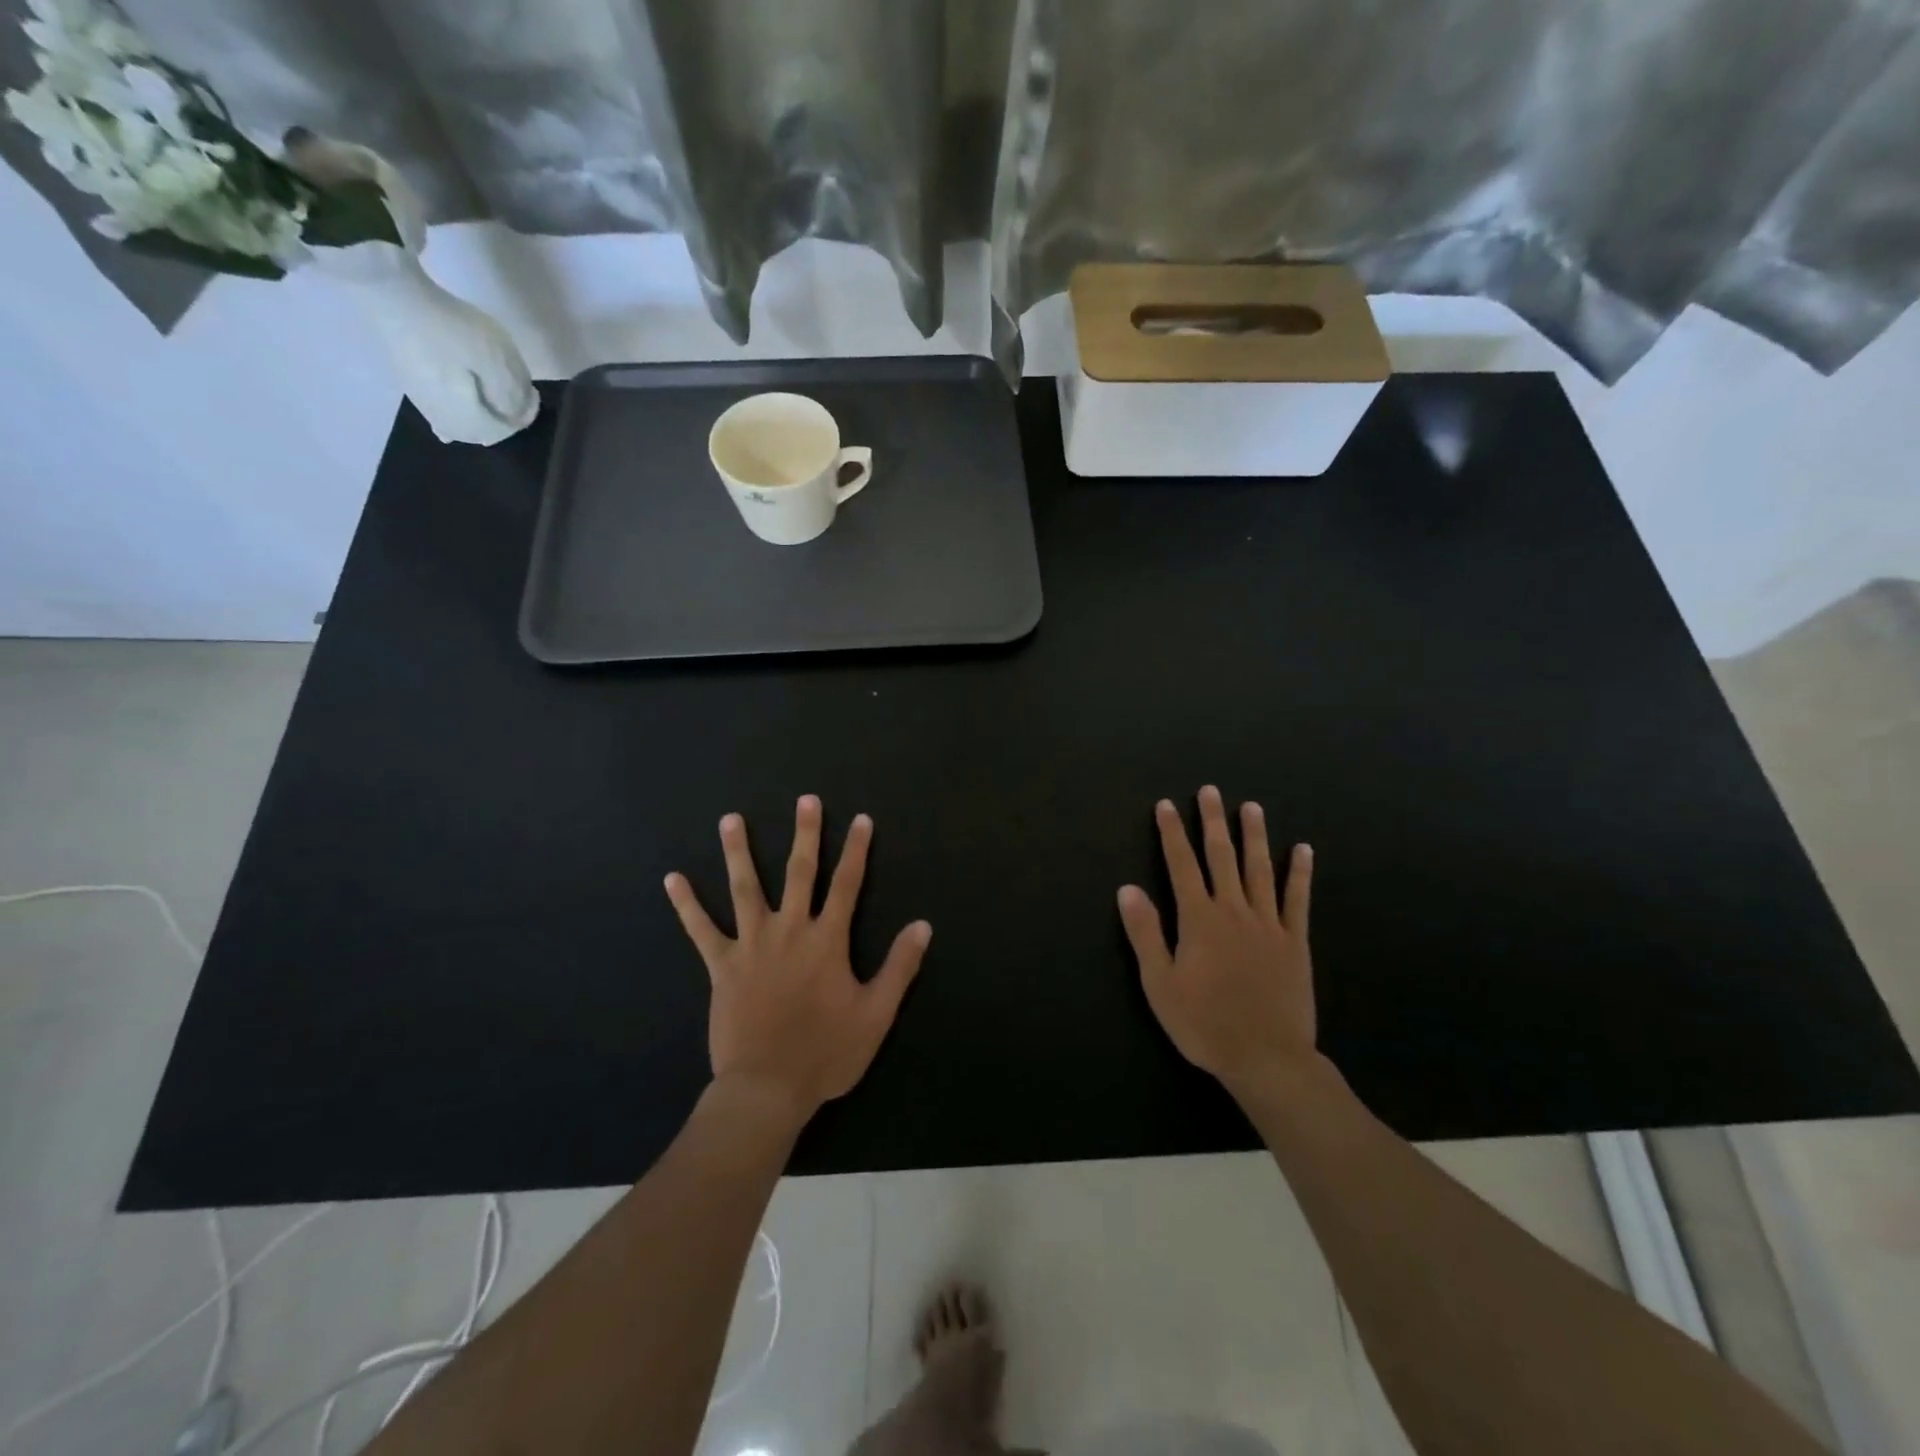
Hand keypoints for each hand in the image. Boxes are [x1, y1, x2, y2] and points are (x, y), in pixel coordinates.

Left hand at [665, 795, 931, 1122]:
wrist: (766, 1088)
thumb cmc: (825, 1053)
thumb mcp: (875, 1014)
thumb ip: (899, 967)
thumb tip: (923, 925)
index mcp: (827, 940)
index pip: (847, 884)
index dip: (855, 850)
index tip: (860, 819)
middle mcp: (790, 931)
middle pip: (799, 873)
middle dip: (805, 834)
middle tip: (805, 800)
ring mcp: (751, 945)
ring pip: (744, 888)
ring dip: (738, 852)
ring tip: (730, 819)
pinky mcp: (722, 966)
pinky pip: (701, 930)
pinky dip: (687, 904)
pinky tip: (673, 879)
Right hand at [1117, 785, 1317, 1099]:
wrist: (1267, 1058)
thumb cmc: (1204, 1024)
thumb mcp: (1160, 983)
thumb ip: (1145, 933)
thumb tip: (1127, 888)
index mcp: (1198, 920)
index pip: (1181, 865)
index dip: (1172, 833)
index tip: (1166, 805)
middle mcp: (1233, 911)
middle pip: (1221, 857)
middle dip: (1213, 822)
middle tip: (1210, 790)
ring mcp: (1268, 924)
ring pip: (1259, 869)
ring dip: (1254, 836)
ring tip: (1251, 807)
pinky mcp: (1294, 942)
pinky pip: (1298, 900)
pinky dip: (1299, 873)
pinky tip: (1303, 850)